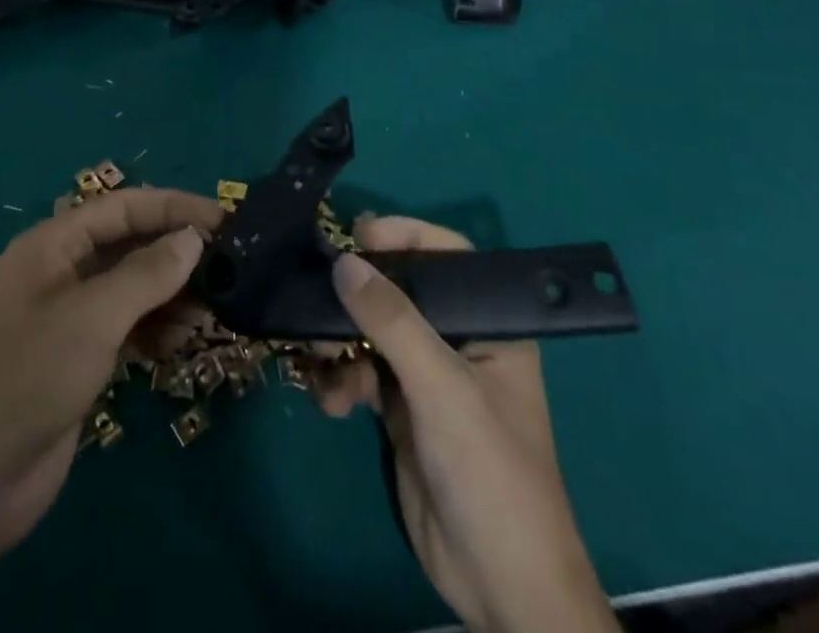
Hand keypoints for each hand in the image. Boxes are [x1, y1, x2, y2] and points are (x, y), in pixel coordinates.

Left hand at [0, 188, 223, 632]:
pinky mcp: (79, 360)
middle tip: (228, 268)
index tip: (224, 220)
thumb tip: (194, 237)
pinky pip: (128, 328)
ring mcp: (70, 318)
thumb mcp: (91, 316)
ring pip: (132, 289)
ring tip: (213, 310)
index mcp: (53, 244)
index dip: (172, 207)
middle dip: (175, 252)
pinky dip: (156, 329)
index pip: (122, 207)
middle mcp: (62, 272)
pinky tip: (183, 342)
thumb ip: (146, 274)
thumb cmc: (26, 376)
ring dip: (172, 294)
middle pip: (129, 245)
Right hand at [314, 216, 618, 632]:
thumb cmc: (489, 470)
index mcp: (490, 326)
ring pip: (373, 332)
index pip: (449, 257)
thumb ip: (392, 320)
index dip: (407, 236)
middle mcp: (459, 341)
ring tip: (321, 359)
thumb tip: (343, 261)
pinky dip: (342, 381)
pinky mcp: (402, 410)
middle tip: (320, 295)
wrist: (499, 586)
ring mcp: (428, 376)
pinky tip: (332, 404)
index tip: (358, 233)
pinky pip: (362, 373)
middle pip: (401, 292)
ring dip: (341, 341)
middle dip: (358, 295)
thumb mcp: (441, 387)